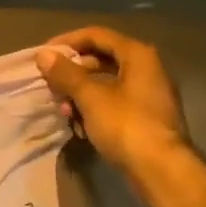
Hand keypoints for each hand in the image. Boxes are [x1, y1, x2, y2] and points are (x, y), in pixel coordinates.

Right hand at [36, 27, 191, 181]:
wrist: (161, 170)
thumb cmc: (126, 125)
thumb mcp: (91, 97)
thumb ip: (66, 74)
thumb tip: (44, 55)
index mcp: (137, 55)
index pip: (96, 35)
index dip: (67, 42)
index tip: (44, 55)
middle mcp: (147, 69)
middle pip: (101, 59)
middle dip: (72, 73)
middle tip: (51, 86)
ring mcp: (148, 95)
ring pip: (106, 84)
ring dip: (80, 95)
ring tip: (63, 111)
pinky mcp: (145, 119)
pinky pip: (114, 105)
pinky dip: (94, 111)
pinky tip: (79, 127)